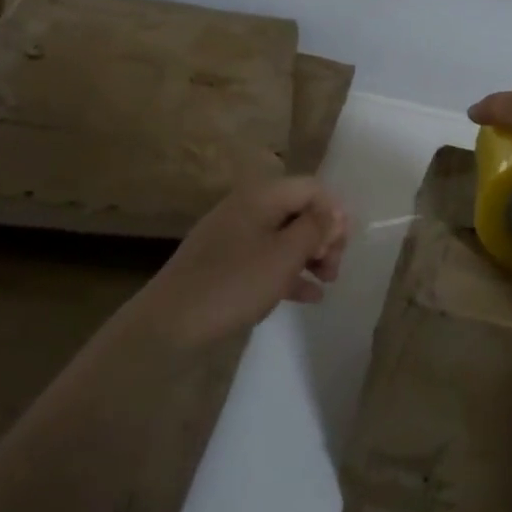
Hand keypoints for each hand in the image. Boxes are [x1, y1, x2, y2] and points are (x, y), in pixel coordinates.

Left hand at [132, 177, 348, 352]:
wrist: (169, 323)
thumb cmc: (234, 283)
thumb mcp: (284, 256)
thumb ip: (315, 230)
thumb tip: (337, 212)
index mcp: (261, 196)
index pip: (311, 188)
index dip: (333, 213)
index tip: (341, 246)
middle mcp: (248, 207)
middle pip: (299, 211)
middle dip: (323, 236)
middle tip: (334, 268)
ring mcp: (234, 236)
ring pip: (284, 236)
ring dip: (310, 255)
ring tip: (327, 283)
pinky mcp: (225, 262)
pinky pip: (266, 257)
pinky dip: (288, 271)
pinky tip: (308, 297)